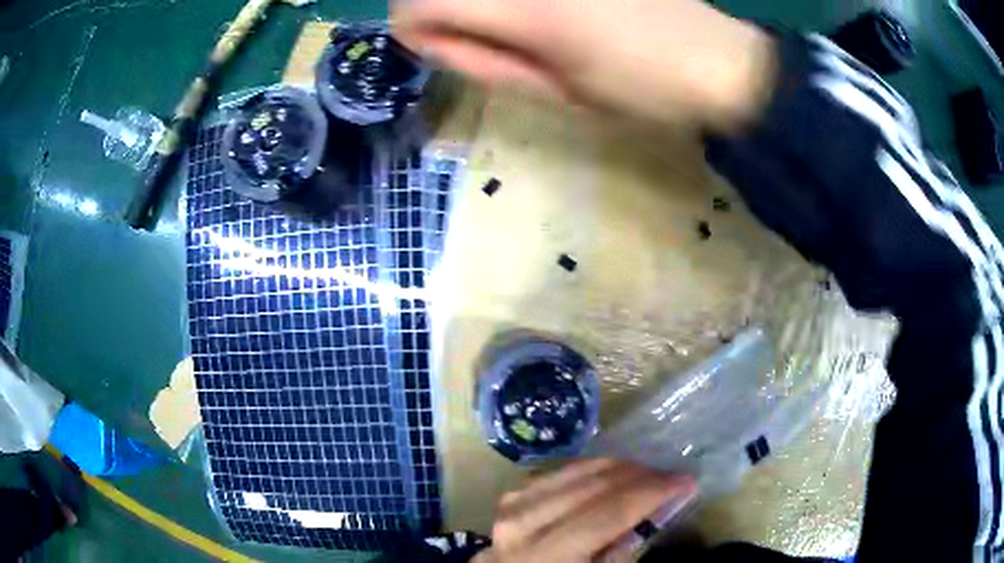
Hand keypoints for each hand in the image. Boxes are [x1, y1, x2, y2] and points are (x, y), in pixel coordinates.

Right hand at [392, 0, 776, 132]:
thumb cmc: (645, 87)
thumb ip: (484, 62)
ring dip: (482, 6)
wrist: (724, 56)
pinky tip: (555, 17)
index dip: (419, 30)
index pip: (417, 5)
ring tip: (529, 31)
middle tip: (489, 38)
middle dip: (446, 11)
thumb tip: (434, 40)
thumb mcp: (558, 90)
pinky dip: (520, 4)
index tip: (442, 49)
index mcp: (519, 9)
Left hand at [472, 458, 695, 562]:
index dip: (652, 493)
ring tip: (648, 475)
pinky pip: (558, 474)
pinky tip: (611, 475)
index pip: (608, 513)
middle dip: (640, 477)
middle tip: (671, 477)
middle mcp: (522, 523)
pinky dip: (591, 471)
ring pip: (576, 472)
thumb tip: (652, 511)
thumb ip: (620, 553)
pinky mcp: (511, 498)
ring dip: (618, 470)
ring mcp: (511, 506)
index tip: (687, 481)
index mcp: (545, 555)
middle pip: (592, 487)